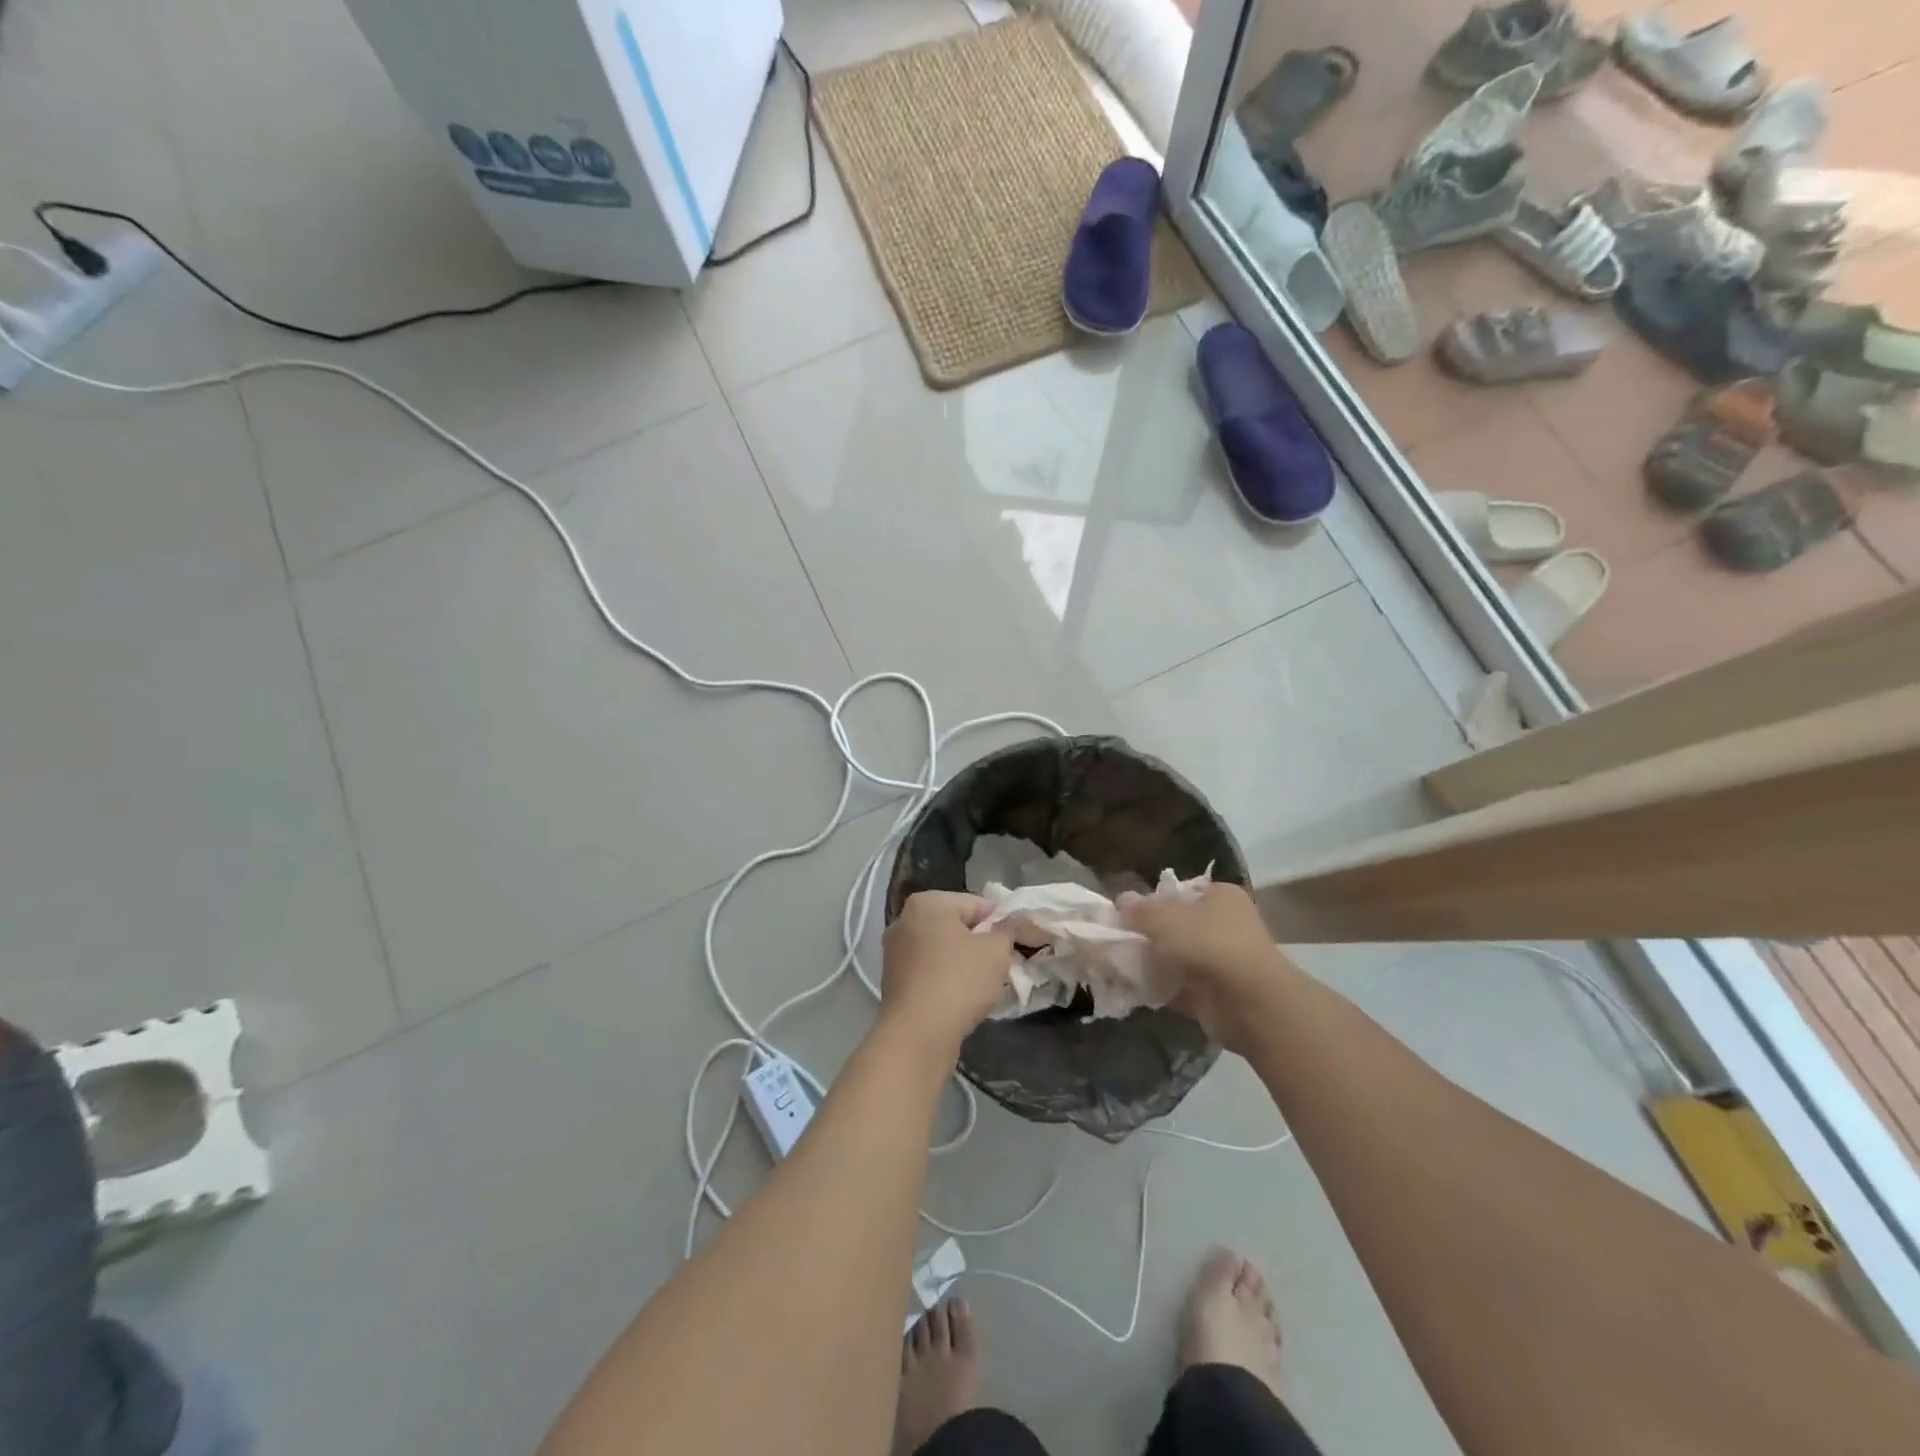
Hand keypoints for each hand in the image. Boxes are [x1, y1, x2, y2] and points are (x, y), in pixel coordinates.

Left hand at [878, 891, 1014, 1059]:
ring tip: (984, 984)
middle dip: (981, 943)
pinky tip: (961, 998)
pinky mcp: (893, 980)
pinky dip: (946, 978)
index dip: (1002, 923)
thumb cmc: (959, 981)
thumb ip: (1007, 931)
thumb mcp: (996, 951)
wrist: (916, 1035)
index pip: (977, 904)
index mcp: (927, 902)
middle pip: (957, 925)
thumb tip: (1007, 926)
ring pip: (943, 949)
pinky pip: (929, 970)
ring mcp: (895, 951)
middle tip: (1003, 964)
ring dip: (964, 962)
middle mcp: (905, 920)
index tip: (1018, 943)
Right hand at [1120, 882, 1295, 1051]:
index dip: (1154, 900)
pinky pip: (1178, 986)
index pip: (1182, 892)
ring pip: (1177, 957)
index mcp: (1222, 897)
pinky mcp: (1215, 994)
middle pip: (1178, 925)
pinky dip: (1159, 987)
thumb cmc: (1209, 944)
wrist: (1249, 1004)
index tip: (1127, 913)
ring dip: (1152, 962)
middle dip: (1149, 934)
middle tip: (1118, 938)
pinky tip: (1132, 987)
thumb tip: (1121, 901)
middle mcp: (1225, 925)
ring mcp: (1222, 962)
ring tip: (1119, 963)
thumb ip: (1140, 910)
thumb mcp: (1165, 918)